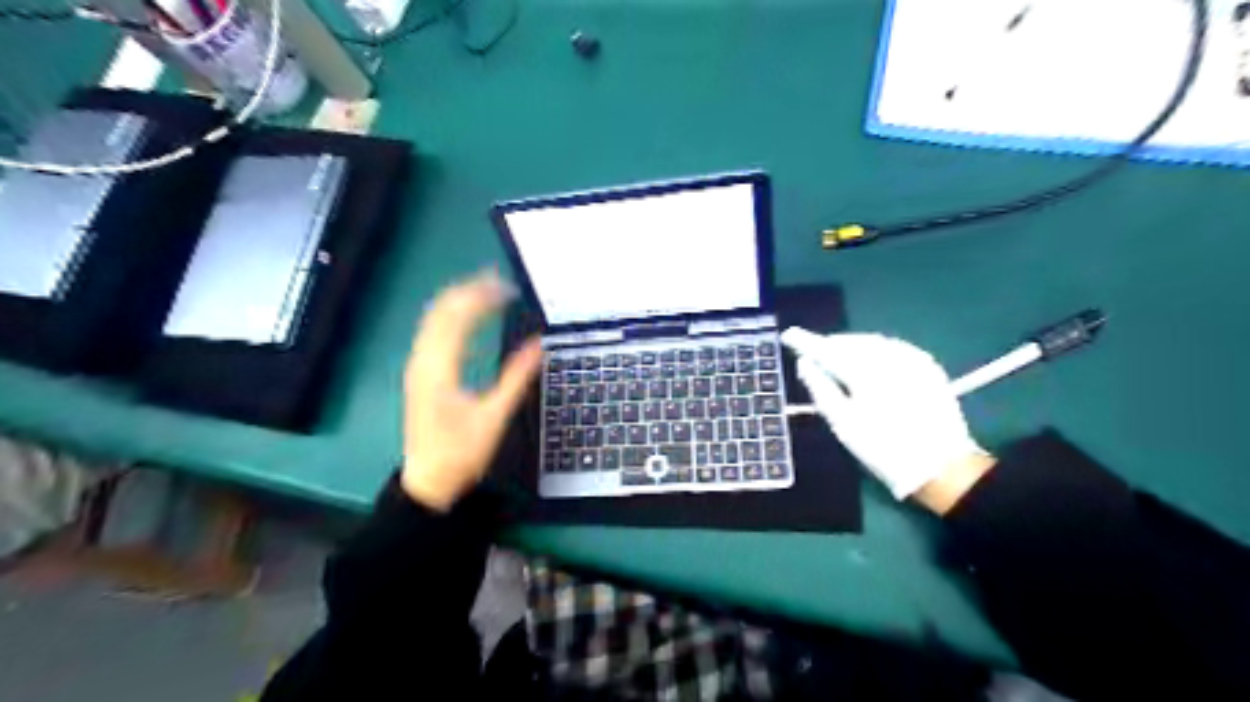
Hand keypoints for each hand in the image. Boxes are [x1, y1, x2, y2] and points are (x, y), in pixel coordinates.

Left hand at [401, 270, 537, 508]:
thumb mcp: (494, 417)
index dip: (482, 297)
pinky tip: (471, 323)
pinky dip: (452, 320)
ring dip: (458, 302)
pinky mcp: (420, 375)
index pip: (458, 318)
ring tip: (487, 291)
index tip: (508, 288)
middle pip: (441, 312)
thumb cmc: (461, 453)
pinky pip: (432, 335)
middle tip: (499, 280)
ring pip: (433, 321)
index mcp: (439, 369)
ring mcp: (418, 367)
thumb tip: (537, 345)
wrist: (428, 482)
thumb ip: (516, 378)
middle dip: (468, 290)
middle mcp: (422, 361)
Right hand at [779, 328, 998, 502]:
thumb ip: (821, 389)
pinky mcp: (927, 366)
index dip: (806, 341)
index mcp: (865, 370)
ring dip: (850, 345)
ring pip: (872, 342)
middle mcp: (889, 356)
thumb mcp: (844, 424)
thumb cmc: (884, 448)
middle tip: (811, 350)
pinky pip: (892, 348)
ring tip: (835, 355)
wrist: (942, 466)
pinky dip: (873, 350)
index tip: (789, 335)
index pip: (827, 349)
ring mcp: (912, 359)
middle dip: (830, 344)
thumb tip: (804, 364)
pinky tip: (867, 360)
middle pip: (851, 342)